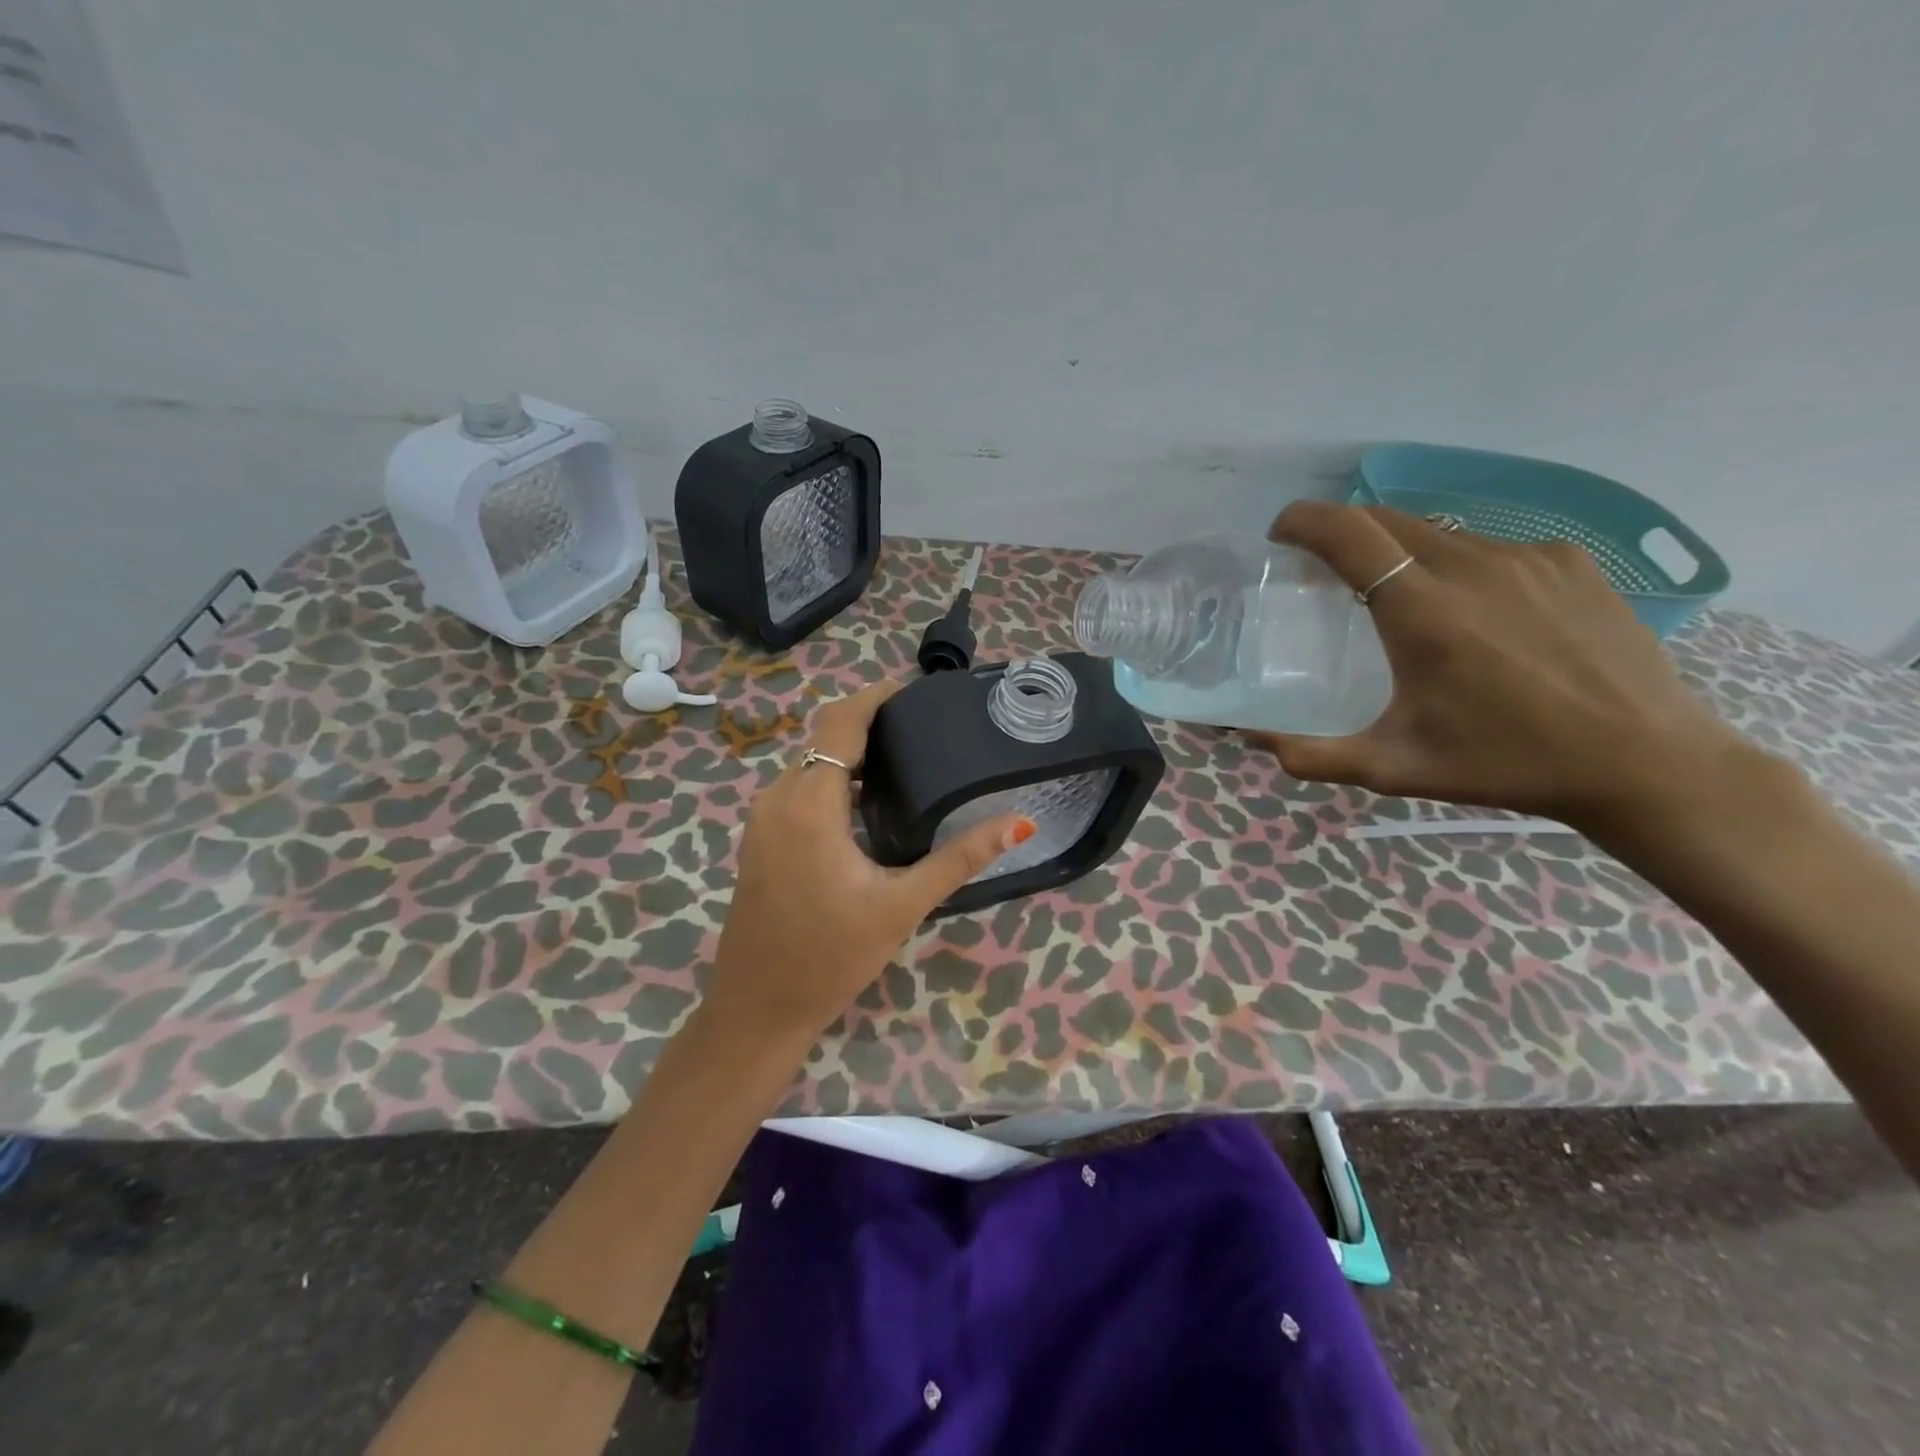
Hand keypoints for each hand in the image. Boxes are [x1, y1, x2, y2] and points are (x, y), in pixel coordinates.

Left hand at [699, 680, 1034, 1051]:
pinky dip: (835, 781)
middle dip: (872, 724)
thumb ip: (960, 858)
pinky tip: (871, 804)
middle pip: (826, 738)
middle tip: (927, 731)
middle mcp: (778, 797)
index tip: (917, 691)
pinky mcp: (760, 838)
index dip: (877, 696)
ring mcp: (763, 818)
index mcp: (810, 803)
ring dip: (854, 755)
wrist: (758, 1008)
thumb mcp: (902, 905)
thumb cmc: (831, 956)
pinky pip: (800, 789)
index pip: (841, 722)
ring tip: (908, 762)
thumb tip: (1018, 823)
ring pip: (812, 764)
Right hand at [1260, 501, 1753, 831]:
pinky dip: (1457, 563)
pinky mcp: (1569, 559)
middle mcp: (1473, 566)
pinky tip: (1471, 610)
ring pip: (1439, 531)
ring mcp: (1528, 556)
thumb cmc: (1505, 765)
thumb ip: (1312, 755)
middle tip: (1324, 568)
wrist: (1643, 762)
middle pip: (1387, 519)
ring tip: (1397, 593)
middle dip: (1343, 531)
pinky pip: (1489, 545)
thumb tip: (1250, 739)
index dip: (1304, 520)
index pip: (1348, 532)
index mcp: (1423, 611)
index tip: (1280, 535)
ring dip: (1400, 548)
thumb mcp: (1394, 768)